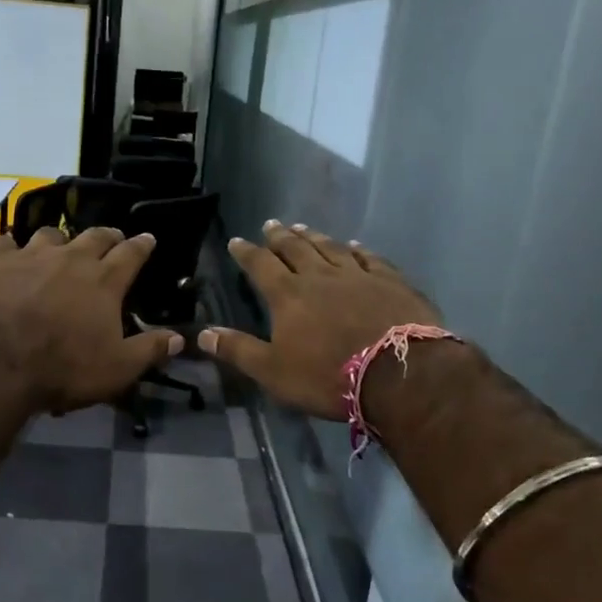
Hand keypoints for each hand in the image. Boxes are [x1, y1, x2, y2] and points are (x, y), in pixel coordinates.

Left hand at [0, 226, 183, 412]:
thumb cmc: (63, 368)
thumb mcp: (117, 369)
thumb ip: (150, 350)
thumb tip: (180, 338)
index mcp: (104, 281)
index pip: (131, 254)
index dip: (142, 245)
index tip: (148, 238)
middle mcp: (71, 258)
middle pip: (94, 236)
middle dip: (107, 236)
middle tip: (111, 238)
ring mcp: (29, 255)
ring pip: (51, 234)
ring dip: (60, 240)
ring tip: (59, 248)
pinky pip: (5, 243)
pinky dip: (11, 248)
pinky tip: (9, 256)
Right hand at [198, 222, 441, 418]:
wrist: (399, 374)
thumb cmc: (327, 376)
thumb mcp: (273, 371)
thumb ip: (238, 350)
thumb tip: (202, 334)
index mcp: (288, 295)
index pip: (261, 266)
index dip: (247, 253)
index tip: (237, 241)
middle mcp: (320, 276)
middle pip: (296, 249)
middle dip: (280, 237)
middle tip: (271, 224)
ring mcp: (358, 276)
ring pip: (330, 248)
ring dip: (314, 237)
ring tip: (303, 227)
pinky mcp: (391, 282)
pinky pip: (370, 258)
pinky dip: (358, 249)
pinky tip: (354, 245)